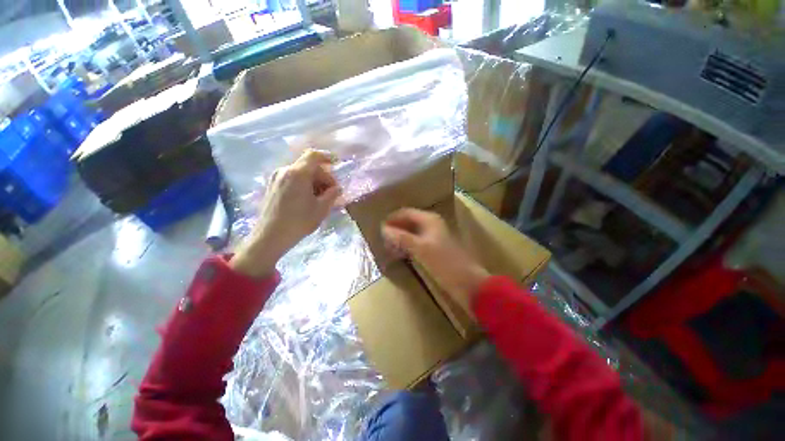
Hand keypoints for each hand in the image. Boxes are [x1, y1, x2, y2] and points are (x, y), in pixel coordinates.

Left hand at [231, 150, 341, 277]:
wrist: (270, 236)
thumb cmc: (299, 221)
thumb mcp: (321, 209)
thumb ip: (332, 194)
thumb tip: (337, 188)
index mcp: (298, 173)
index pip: (314, 155)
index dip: (327, 157)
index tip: (336, 165)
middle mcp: (285, 171)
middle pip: (308, 165)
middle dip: (323, 176)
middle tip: (331, 191)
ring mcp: (276, 178)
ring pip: (300, 172)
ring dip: (314, 181)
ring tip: (320, 197)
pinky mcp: (272, 186)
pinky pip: (292, 178)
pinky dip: (303, 184)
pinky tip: (308, 198)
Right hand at [381, 208, 489, 311]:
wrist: (468, 283)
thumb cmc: (445, 263)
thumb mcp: (421, 249)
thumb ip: (402, 238)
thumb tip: (383, 229)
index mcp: (430, 220)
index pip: (406, 213)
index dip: (392, 218)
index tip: (378, 227)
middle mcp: (432, 225)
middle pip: (409, 221)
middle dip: (396, 228)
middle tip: (382, 237)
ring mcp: (434, 237)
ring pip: (412, 232)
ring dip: (400, 237)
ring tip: (387, 245)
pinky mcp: (435, 249)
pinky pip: (416, 242)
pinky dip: (407, 245)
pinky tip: (400, 253)